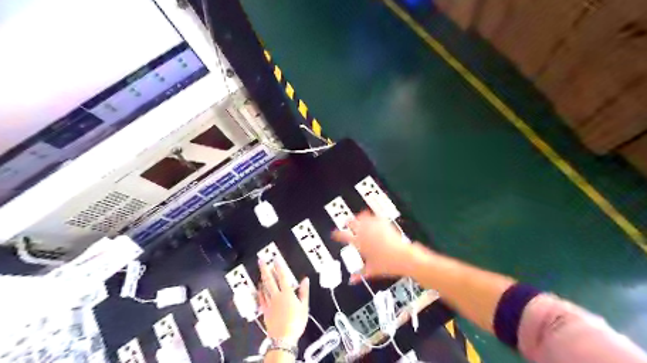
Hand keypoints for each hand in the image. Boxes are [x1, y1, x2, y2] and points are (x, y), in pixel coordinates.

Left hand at [259, 260, 309, 344]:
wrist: (284, 337)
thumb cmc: (296, 322)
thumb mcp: (304, 306)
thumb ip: (304, 292)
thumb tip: (305, 280)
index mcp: (287, 293)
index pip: (282, 277)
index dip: (279, 267)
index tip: (275, 259)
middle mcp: (276, 296)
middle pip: (269, 280)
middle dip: (265, 269)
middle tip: (261, 260)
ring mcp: (269, 303)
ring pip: (264, 287)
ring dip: (262, 278)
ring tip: (261, 271)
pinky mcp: (265, 311)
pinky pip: (261, 298)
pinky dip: (260, 291)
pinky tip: (259, 288)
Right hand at [330, 211, 422, 283]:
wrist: (403, 257)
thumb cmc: (387, 264)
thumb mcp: (371, 271)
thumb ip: (359, 275)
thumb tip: (352, 280)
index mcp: (359, 243)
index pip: (343, 236)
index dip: (337, 234)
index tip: (334, 234)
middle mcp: (365, 233)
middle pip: (352, 222)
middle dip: (348, 222)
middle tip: (347, 223)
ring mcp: (374, 227)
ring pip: (362, 217)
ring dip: (359, 218)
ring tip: (359, 218)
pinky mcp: (383, 223)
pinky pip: (374, 216)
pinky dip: (371, 217)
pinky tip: (372, 218)